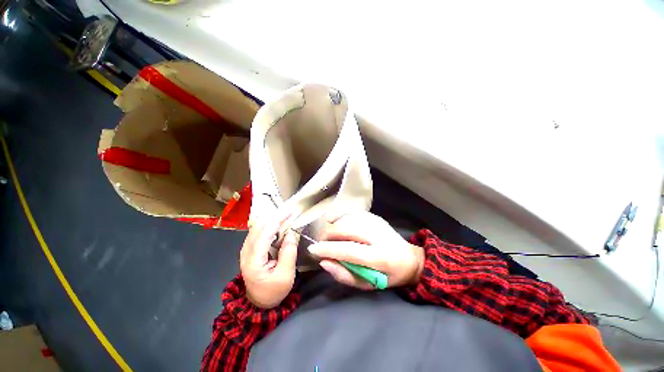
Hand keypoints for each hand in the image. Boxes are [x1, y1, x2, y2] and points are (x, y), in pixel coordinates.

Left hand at [240, 212, 298, 307]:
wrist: (259, 302)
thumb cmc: (274, 291)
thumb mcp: (285, 275)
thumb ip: (288, 253)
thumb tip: (291, 233)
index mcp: (253, 261)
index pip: (264, 234)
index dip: (277, 220)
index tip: (290, 211)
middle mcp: (246, 252)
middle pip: (258, 227)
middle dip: (274, 217)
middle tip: (289, 211)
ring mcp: (246, 250)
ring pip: (256, 227)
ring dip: (271, 219)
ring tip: (285, 215)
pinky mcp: (249, 250)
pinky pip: (257, 232)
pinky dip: (268, 225)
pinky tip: (276, 223)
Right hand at [308, 212, 423, 289]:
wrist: (408, 258)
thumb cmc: (387, 276)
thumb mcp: (367, 284)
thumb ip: (344, 275)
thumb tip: (324, 262)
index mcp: (379, 257)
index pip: (348, 250)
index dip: (328, 249)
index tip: (313, 250)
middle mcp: (378, 235)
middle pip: (345, 229)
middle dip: (327, 234)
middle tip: (320, 243)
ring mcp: (376, 222)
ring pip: (346, 219)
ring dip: (332, 226)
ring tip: (327, 236)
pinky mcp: (374, 216)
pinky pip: (351, 213)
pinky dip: (339, 218)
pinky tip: (336, 225)